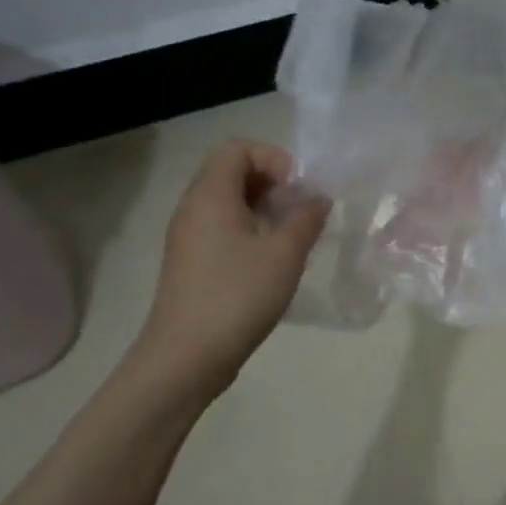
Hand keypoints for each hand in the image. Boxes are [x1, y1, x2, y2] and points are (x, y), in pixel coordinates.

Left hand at [136, 140, 329, 393]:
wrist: (187, 355)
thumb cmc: (239, 294)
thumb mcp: (286, 253)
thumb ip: (307, 218)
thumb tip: (318, 199)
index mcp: (211, 196)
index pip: (237, 149)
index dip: (273, 159)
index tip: (298, 188)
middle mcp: (193, 209)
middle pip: (231, 172)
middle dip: (273, 183)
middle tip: (301, 210)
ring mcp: (189, 237)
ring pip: (228, 202)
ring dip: (265, 208)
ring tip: (293, 235)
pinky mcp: (192, 262)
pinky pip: (223, 227)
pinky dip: (252, 230)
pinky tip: (274, 258)